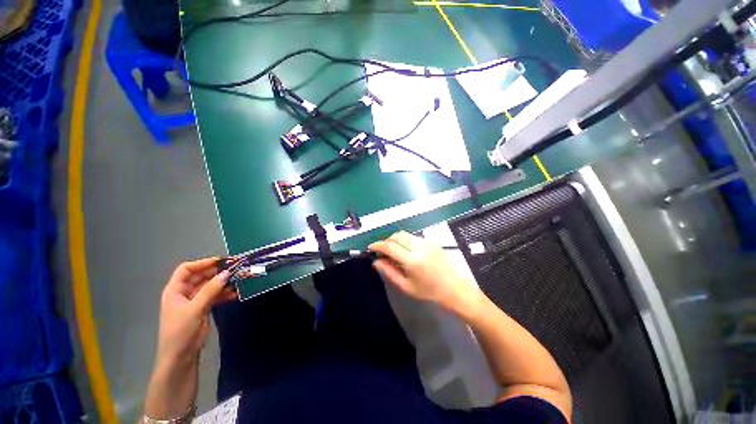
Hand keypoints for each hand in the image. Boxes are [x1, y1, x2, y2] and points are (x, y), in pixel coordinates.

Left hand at [156, 257, 235, 366]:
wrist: (180, 356)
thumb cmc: (181, 330)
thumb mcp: (195, 309)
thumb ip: (211, 290)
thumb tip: (226, 273)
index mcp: (175, 290)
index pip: (186, 269)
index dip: (202, 263)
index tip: (221, 261)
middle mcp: (184, 292)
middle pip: (201, 276)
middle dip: (218, 272)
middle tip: (235, 269)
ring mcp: (195, 301)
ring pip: (211, 286)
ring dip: (224, 283)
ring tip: (239, 280)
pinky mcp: (203, 308)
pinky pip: (215, 296)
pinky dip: (225, 294)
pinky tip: (236, 293)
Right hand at [369, 231, 483, 314]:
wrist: (454, 288)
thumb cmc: (429, 291)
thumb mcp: (406, 286)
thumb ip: (389, 272)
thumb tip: (376, 262)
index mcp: (413, 261)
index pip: (390, 246)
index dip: (378, 245)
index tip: (371, 248)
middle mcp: (420, 247)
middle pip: (397, 235)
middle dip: (386, 241)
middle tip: (383, 251)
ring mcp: (427, 242)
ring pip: (405, 234)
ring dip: (396, 240)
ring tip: (394, 251)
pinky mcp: (432, 241)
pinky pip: (413, 237)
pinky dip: (405, 241)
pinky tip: (407, 252)